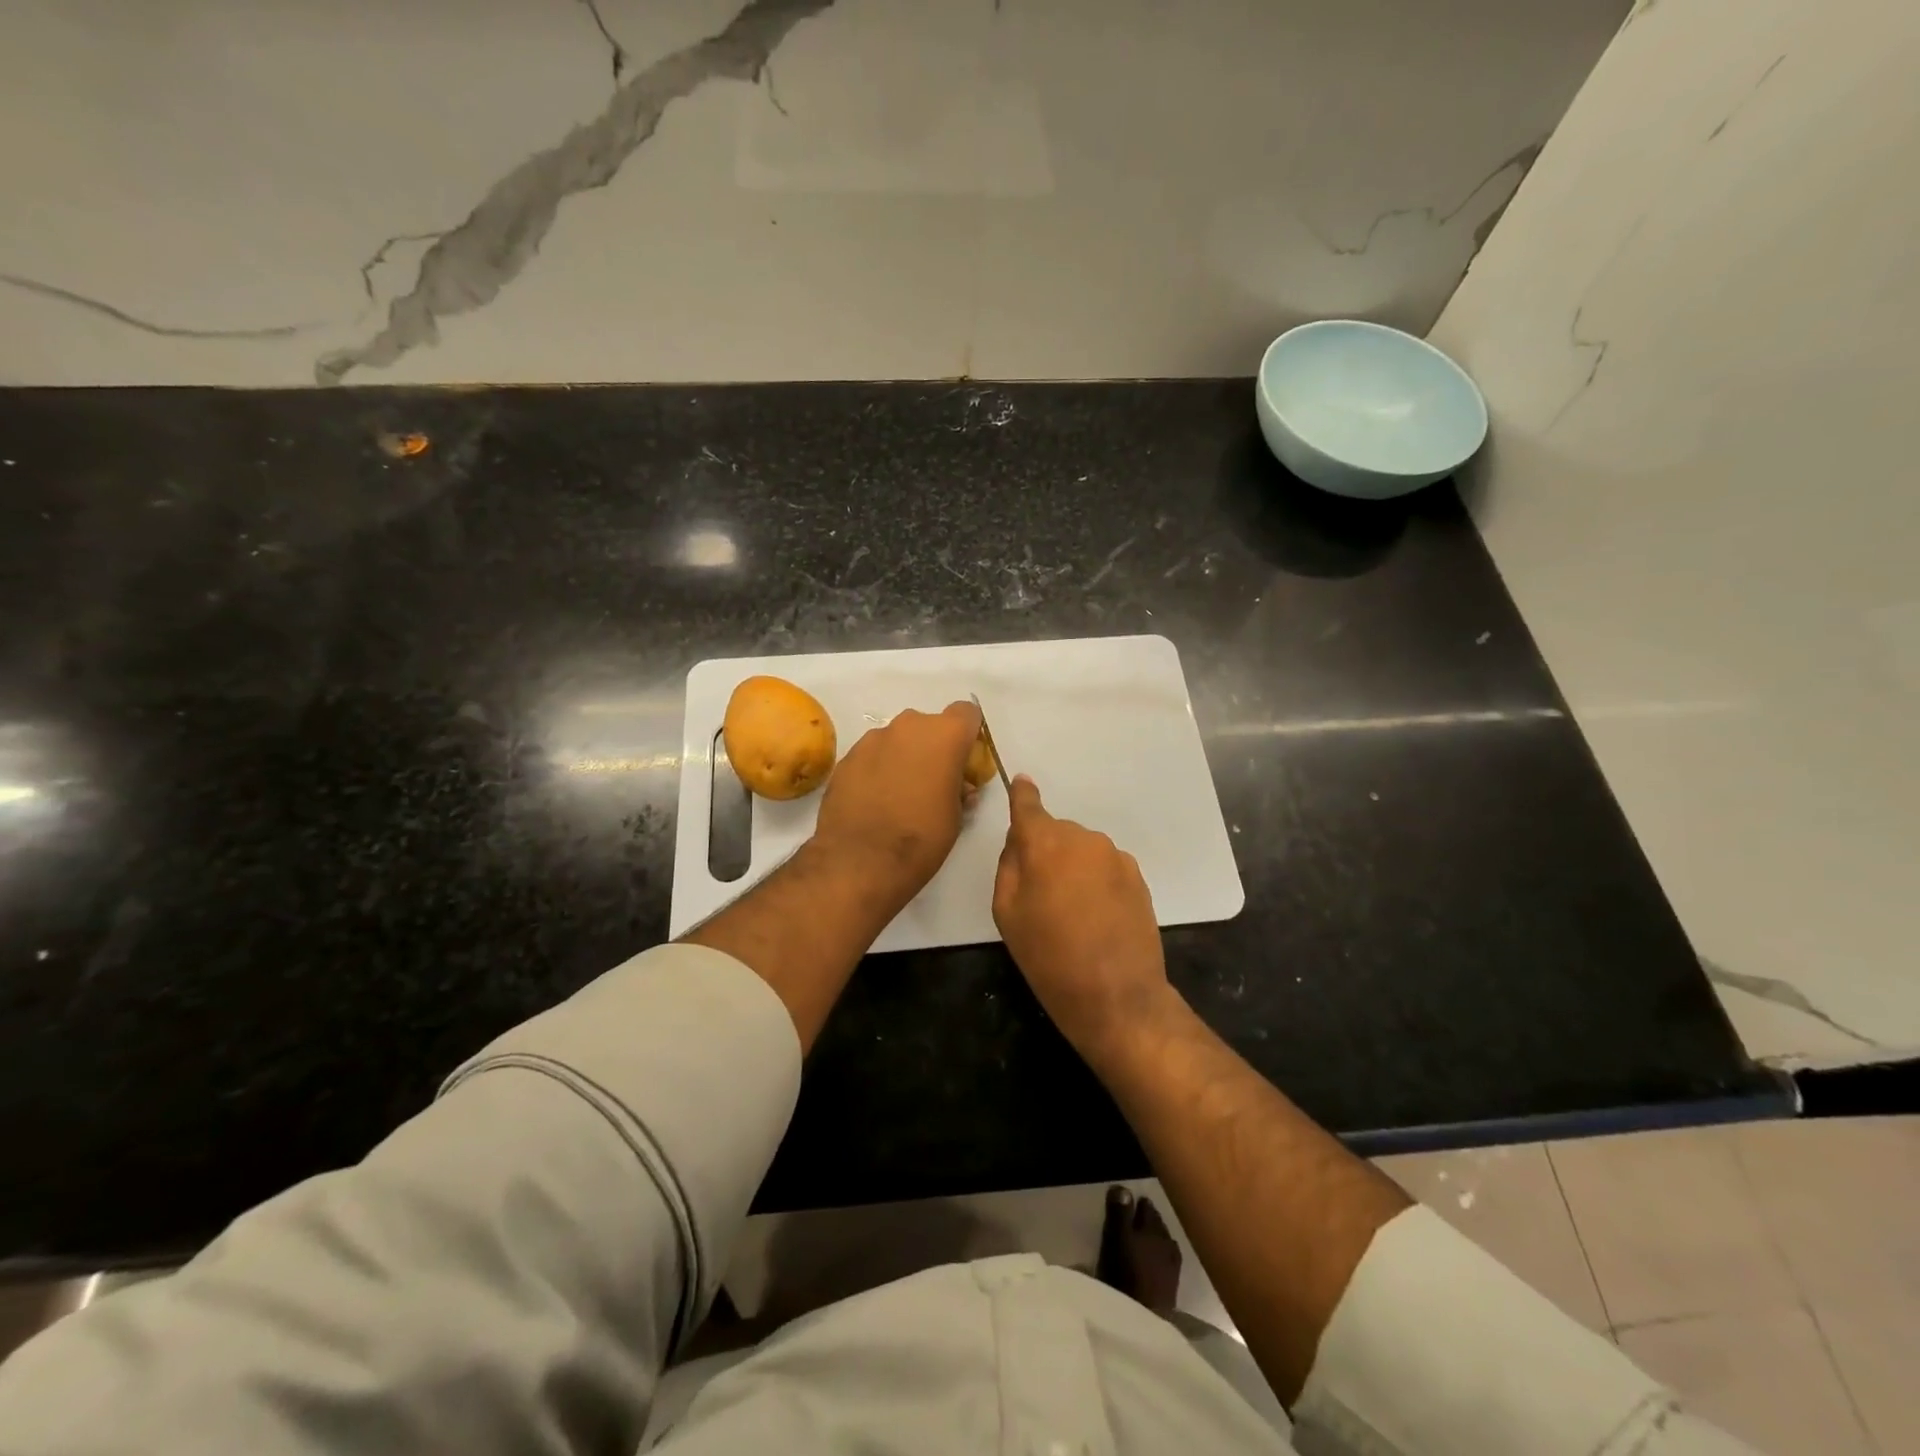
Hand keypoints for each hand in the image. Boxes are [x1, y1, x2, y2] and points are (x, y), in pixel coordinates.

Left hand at [811, 700, 981, 908]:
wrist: (859, 860)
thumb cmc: (921, 838)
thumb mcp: (956, 817)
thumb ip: (960, 789)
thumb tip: (958, 786)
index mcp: (944, 735)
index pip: (967, 713)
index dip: (968, 735)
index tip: (965, 761)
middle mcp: (908, 726)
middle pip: (929, 726)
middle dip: (933, 748)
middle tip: (934, 782)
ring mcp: (872, 739)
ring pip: (897, 739)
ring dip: (903, 758)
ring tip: (900, 795)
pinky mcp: (847, 758)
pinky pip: (872, 756)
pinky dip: (877, 770)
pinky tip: (875, 801)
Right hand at [992, 775, 1173, 1060]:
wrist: (1117, 995)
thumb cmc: (1049, 957)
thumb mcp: (1007, 913)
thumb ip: (1010, 866)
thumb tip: (1020, 842)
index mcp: (1045, 843)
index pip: (1028, 806)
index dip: (1022, 795)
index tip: (1021, 782)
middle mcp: (1082, 839)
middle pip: (1056, 834)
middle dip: (1046, 852)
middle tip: (1040, 895)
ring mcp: (1114, 856)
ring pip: (1082, 850)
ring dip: (1073, 868)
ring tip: (1072, 912)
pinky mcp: (1137, 875)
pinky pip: (1104, 867)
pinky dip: (1095, 881)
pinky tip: (1096, 917)